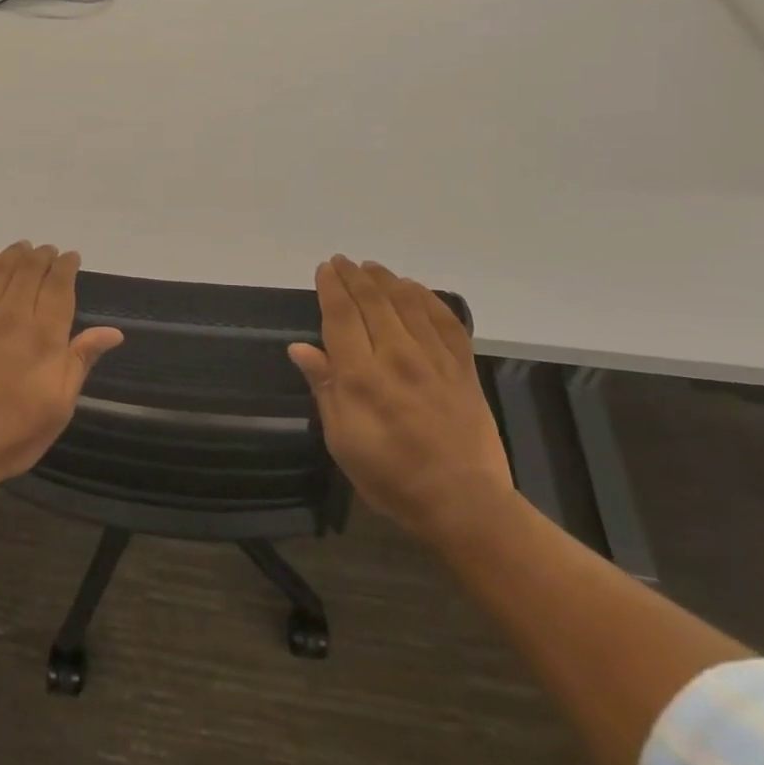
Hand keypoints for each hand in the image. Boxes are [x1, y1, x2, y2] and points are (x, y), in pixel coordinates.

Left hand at [0, 242, 124, 489]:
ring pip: (0, 269)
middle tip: (49, 250)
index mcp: (44, 336)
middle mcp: (13, 316)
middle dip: (42, 255)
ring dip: (14, 253)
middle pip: (30, 270)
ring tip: (23, 247)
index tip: (71, 257)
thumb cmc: (15, 432)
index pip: (59, 286)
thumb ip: (81, 360)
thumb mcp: (60, 405)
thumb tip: (113, 332)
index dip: (66, 267)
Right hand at [289, 256, 511, 544]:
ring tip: (372, 267)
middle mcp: (397, 357)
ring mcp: (435, 360)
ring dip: (387, 280)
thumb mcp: (342, 440)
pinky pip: (446, 321)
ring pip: (408, 304)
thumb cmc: (390, 476)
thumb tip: (300, 348)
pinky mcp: (463, 369)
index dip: (332, 288)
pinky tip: (416, 289)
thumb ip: (324, 388)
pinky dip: (428, 299)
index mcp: (362, 377)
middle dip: (355, 276)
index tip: (324, 268)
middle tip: (342, 261)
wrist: (463, 503)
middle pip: (374, 302)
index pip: (342, 316)